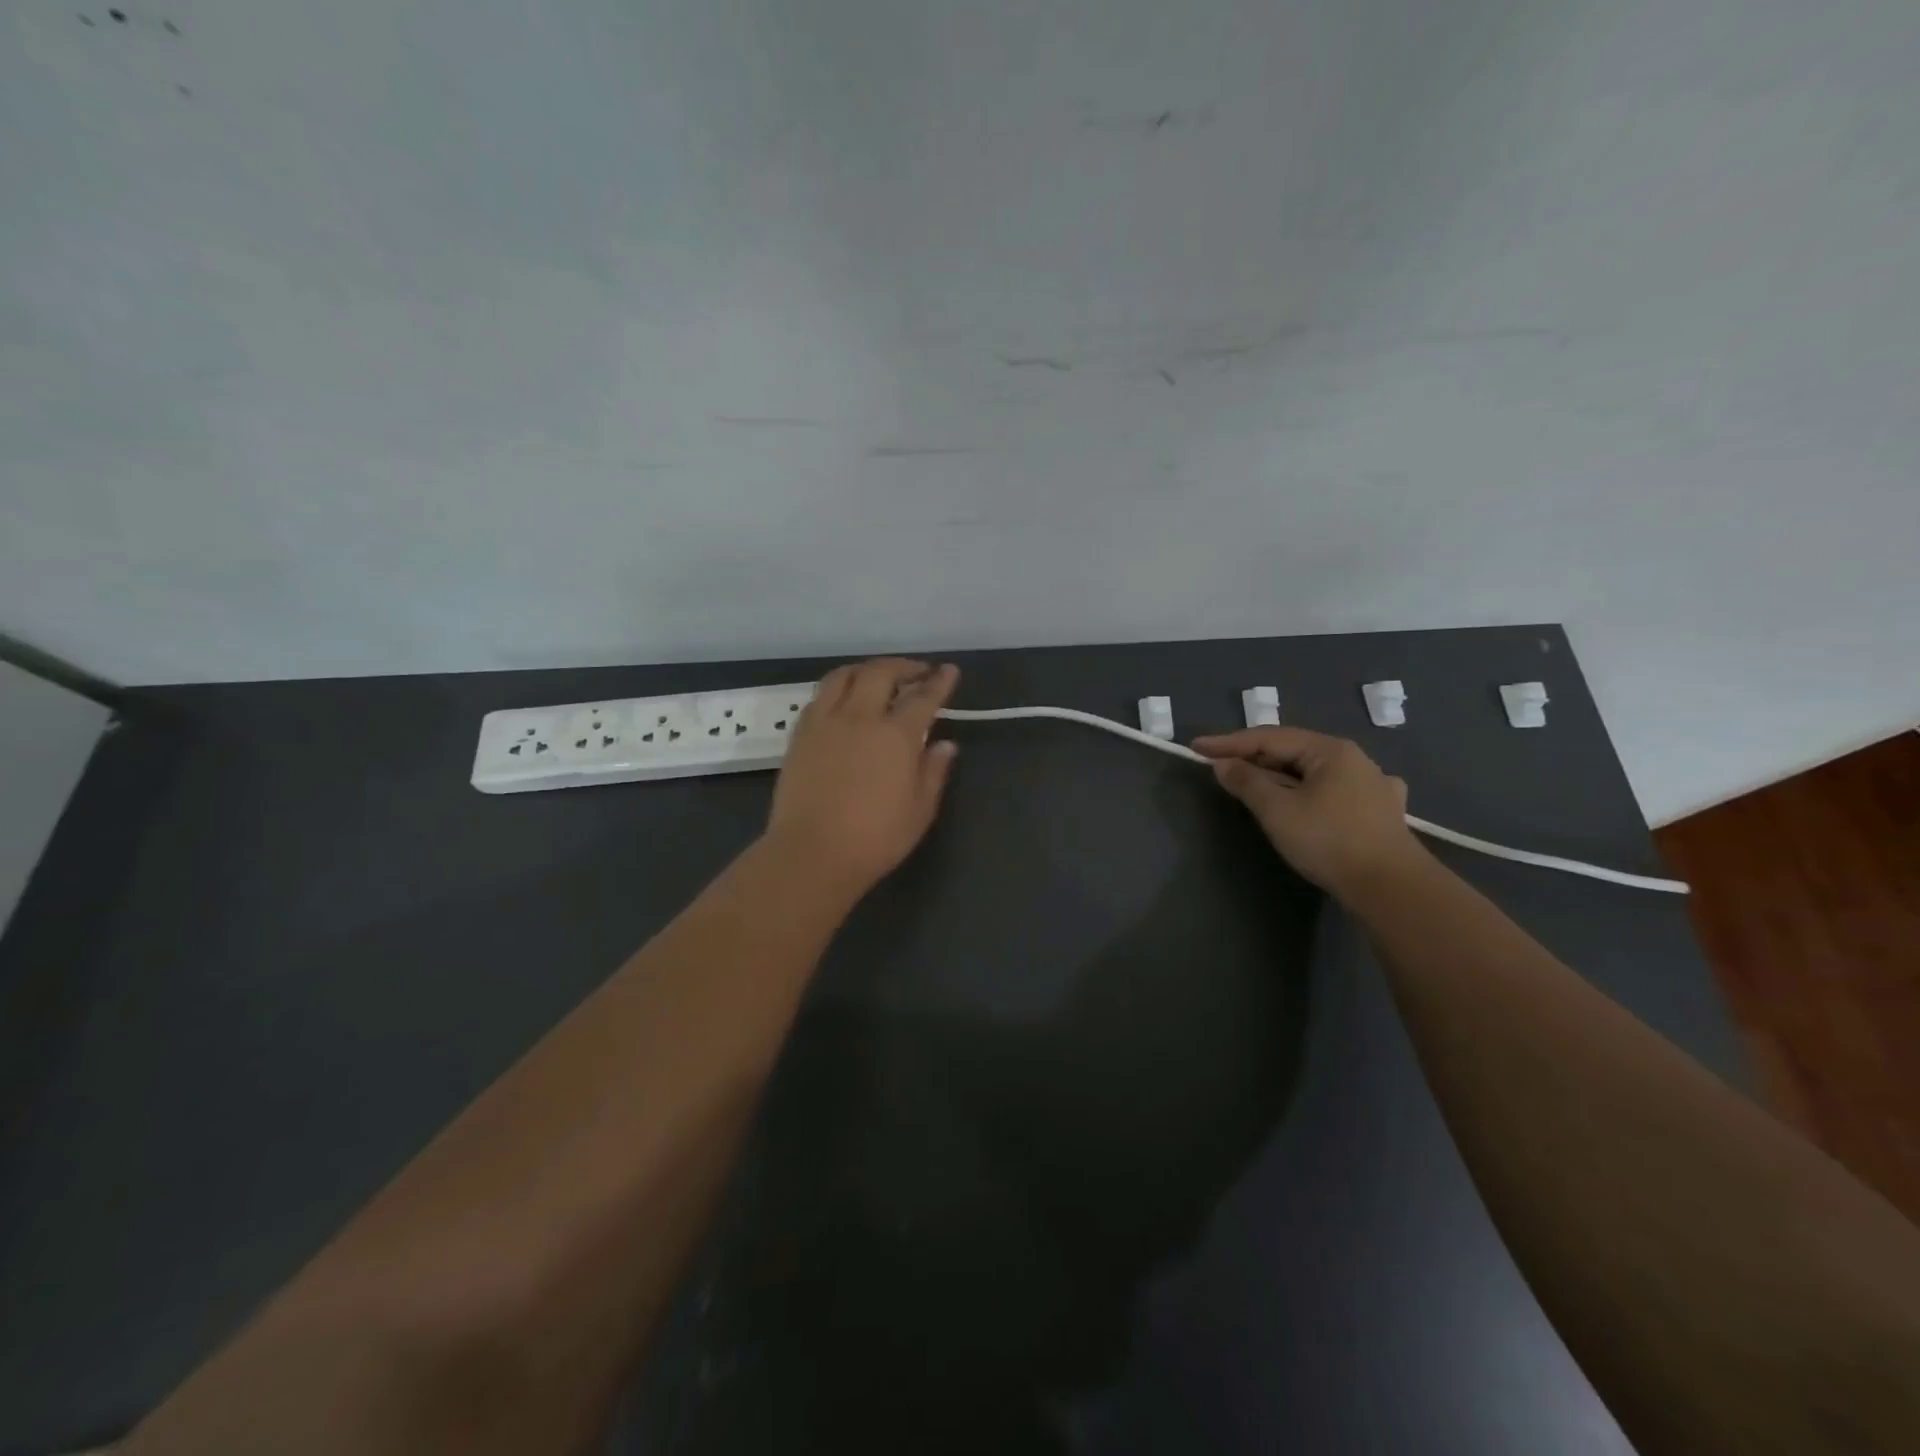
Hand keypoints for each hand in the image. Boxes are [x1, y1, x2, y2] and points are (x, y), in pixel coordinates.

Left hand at [763, 658, 960, 897]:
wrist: (812, 853)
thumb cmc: (875, 838)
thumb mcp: (919, 810)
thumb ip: (933, 772)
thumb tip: (945, 745)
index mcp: (896, 735)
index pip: (922, 697)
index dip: (939, 682)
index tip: (949, 671)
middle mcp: (860, 717)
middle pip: (881, 673)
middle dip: (904, 667)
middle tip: (918, 672)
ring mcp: (825, 722)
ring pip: (845, 675)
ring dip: (867, 669)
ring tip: (878, 677)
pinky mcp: (800, 734)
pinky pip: (820, 696)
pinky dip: (839, 687)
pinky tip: (845, 700)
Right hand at [1192, 726, 1424, 898]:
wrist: (1391, 887)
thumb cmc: (1329, 841)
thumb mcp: (1277, 811)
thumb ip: (1247, 782)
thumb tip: (1223, 764)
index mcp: (1330, 750)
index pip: (1269, 738)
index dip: (1229, 742)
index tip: (1196, 747)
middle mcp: (1355, 759)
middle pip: (1293, 751)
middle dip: (1255, 758)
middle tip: (1221, 765)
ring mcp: (1374, 784)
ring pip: (1315, 771)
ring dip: (1282, 775)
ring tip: (1257, 783)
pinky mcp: (1382, 811)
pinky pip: (1337, 789)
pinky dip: (1313, 789)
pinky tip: (1318, 795)